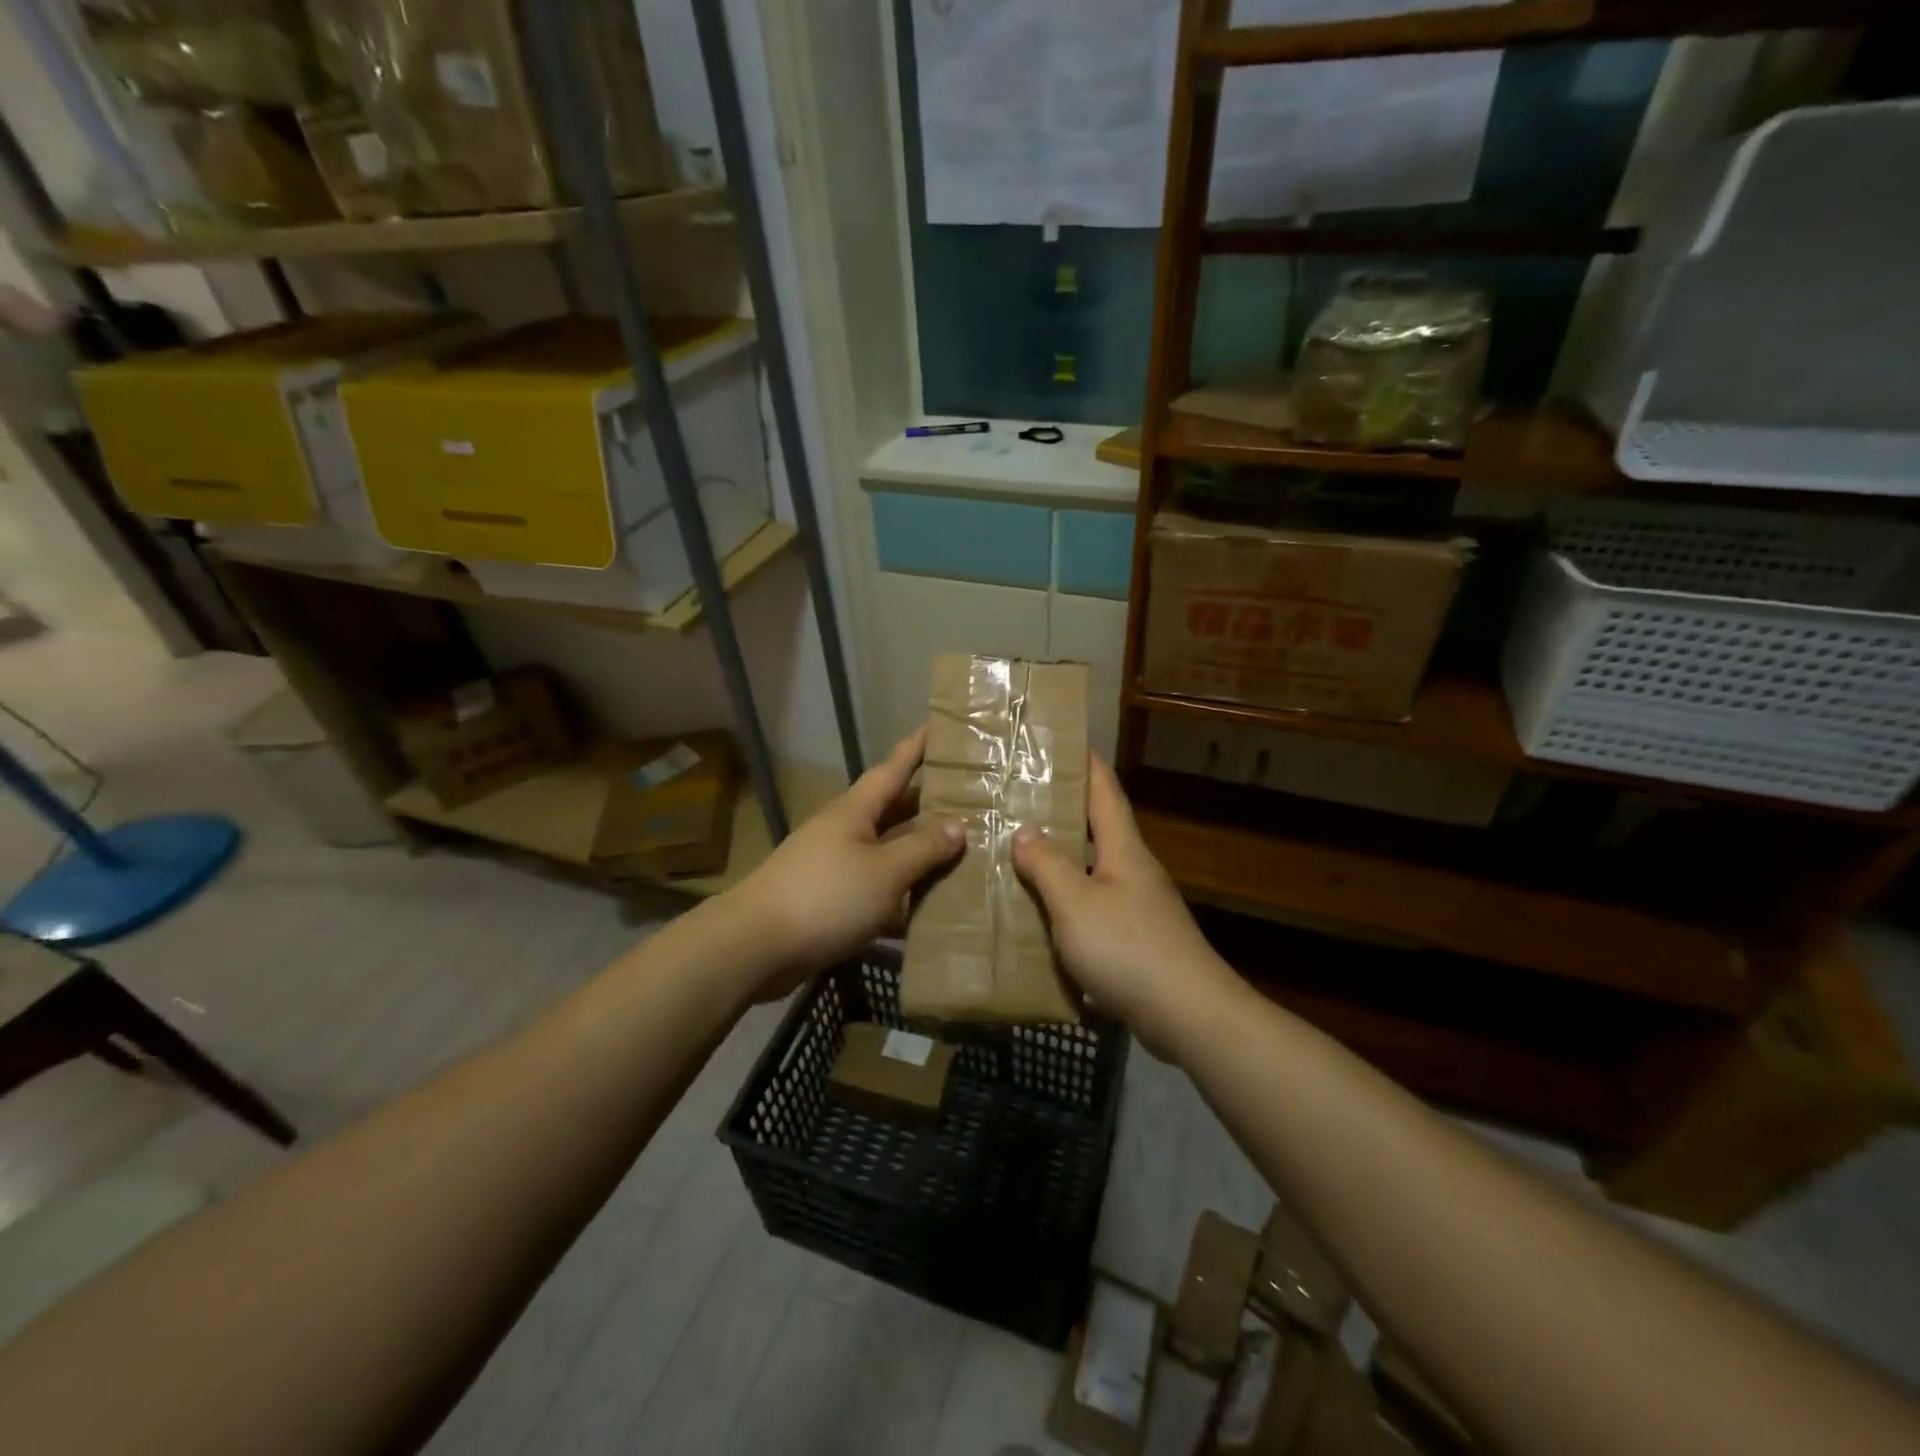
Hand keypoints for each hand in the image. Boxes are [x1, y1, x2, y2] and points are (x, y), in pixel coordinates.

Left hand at [731, 728, 963, 997]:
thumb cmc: (826, 896)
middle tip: (968, 798)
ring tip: (959, 853)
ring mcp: (834, 867)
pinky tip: (925, 910)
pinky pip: (875, 888)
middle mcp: (844, 831)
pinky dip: (899, 895)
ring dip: (917, 853)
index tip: (937, 725)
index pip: (893, 769)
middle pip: (892, 810)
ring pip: (886, 852)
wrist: (756, 946)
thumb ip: (923, 849)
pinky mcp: (829, 901)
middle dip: (927, 804)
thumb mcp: (885, 871)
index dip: (916, 748)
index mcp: (855, 811)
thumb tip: (958, 827)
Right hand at [1012, 754, 1239, 1051]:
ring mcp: (1138, 905)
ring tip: (1018, 852)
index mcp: (1124, 849)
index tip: (1063, 739)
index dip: (1086, 762)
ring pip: (1092, 868)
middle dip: (1063, 810)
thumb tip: (1024, 832)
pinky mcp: (1136, 939)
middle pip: (1098, 828)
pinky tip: (1040, 912)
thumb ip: (1047, 865)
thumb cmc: (1128, 948)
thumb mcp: (1075, 903)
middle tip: (1019, 798)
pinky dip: (1066, 899)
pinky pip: (1093, 905)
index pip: (1104, 791)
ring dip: (1061, 858)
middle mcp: (1134, 869)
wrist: (1186, 1014)